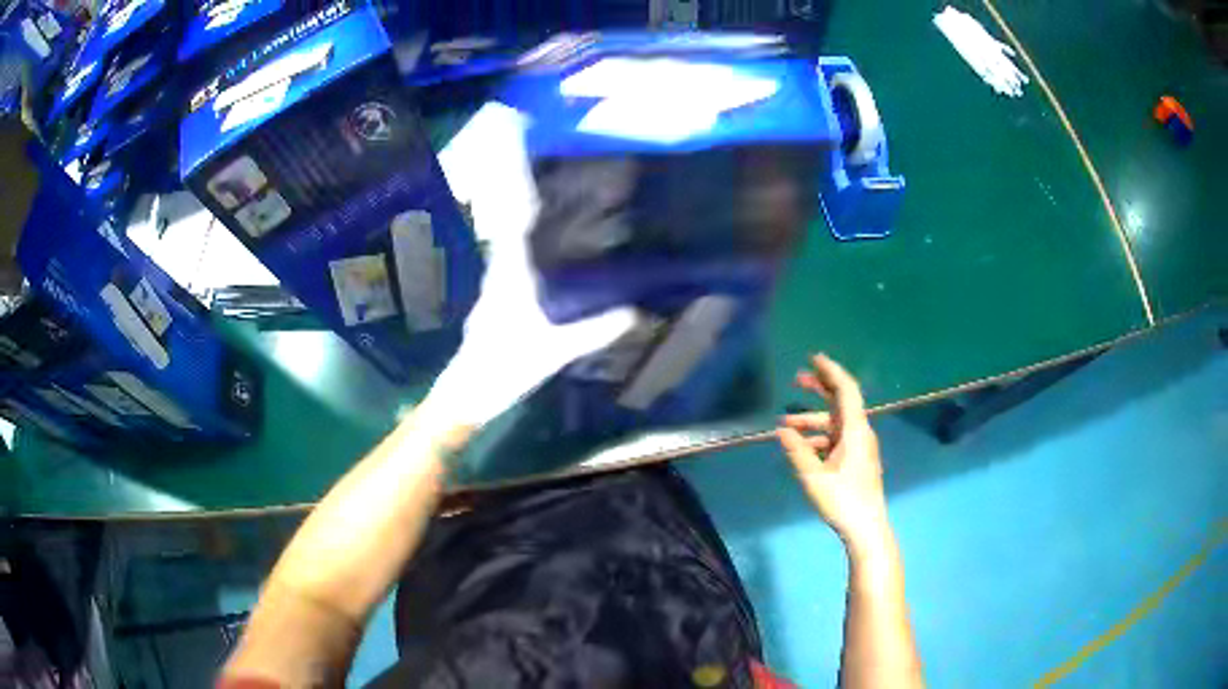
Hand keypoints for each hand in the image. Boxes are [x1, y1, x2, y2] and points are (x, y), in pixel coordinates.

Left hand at [423, 105, 637, 428]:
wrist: (467, 392)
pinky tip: (532, 208)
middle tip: (515, 125)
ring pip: (503, 220)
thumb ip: (594, 331)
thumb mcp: (553, 352)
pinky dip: (517, 214)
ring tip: (525, 152)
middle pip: (504, 204)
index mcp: (510, 272)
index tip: (514, 133)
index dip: (513, 171)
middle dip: (507, 163)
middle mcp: (499, 263)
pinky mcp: (498, 284)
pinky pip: (509, 238)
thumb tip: (636, 310)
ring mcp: (496, 273)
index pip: (514, 212)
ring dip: (510, 184)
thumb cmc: (503, 370)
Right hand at [777, 355, 891, 555]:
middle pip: (841, 401)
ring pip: (835, 423)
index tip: (813, 358)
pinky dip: (818, 436)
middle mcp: (860, 432)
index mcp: (855, 430)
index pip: (846, 390)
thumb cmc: (842, 500)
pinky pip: (836, 438)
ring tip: (785, 422)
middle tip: (797, 379)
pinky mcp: (856, 459)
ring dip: (812, 419)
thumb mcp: (814, 477)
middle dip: (820, 388)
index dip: (831, 371)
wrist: (866, 527)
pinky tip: (800, 446)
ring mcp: (859, 446)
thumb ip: (798, 450)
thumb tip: (781, 430)